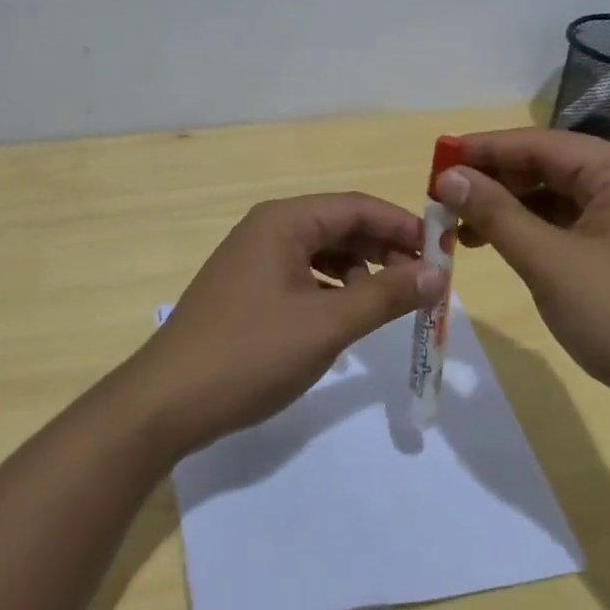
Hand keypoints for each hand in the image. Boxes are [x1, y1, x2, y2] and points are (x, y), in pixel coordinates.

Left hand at [121, 193, 445, 458]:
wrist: (165, 403)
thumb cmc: (249, 354)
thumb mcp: (327, 325)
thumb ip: (385, 295)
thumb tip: (438, 273)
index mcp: (284, 221)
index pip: (357, 206)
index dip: (404, 226)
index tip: (443, 253)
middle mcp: (268, 228)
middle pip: (341, 225)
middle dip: (384, 250)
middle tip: (422, 284)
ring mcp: (254, 259)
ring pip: (323, 251)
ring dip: (361, 271)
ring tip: (389, 302)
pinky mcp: (248, 289)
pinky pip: (304, 274)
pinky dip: (334, 288)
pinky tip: (348, 315)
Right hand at [435, 127, 609, 429]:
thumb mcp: (549, 263)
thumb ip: (496, 214)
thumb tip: (448, 176)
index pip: (537, 143)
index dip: (483, 149)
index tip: (437, 159)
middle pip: (547, 166)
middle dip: (494, 181)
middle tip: (443, 198)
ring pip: (556, 197)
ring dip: (509, 209)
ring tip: (461, 229)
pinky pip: (570, 224)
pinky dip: (534, 232)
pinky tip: (502, 246)